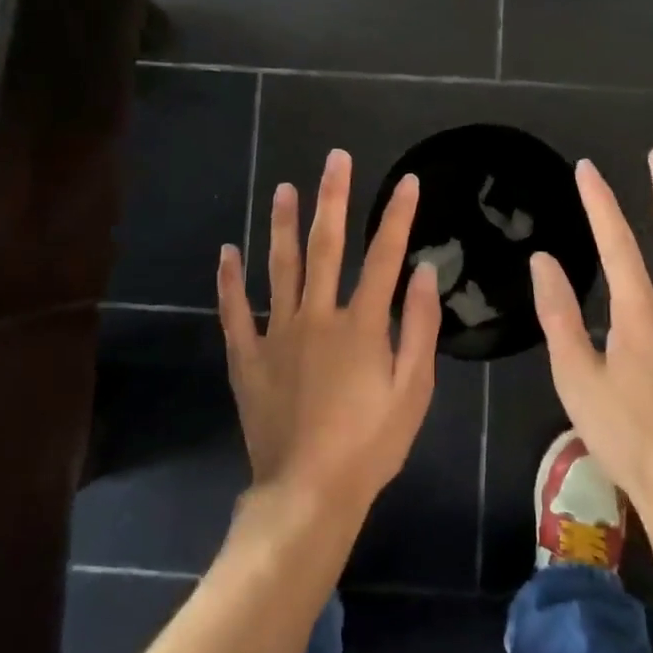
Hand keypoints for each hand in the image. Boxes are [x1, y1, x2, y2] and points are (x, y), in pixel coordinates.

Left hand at [217, 149, 441, 521]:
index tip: (407, 180)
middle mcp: (317, 316)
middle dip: (333, 199)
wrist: (309, 492)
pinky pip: (235, 312)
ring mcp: (277, 334)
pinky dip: (229, 281)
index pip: (384, 256)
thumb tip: (425, 271)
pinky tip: (227, 250)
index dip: (397, 215)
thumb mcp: (413, 391)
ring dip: (282, 225)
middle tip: (335, 160)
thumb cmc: (371, 445)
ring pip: (279, 267)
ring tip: (284, 188)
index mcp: (361, 324)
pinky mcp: (247, 356)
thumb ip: (421, 328)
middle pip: (326, 247)